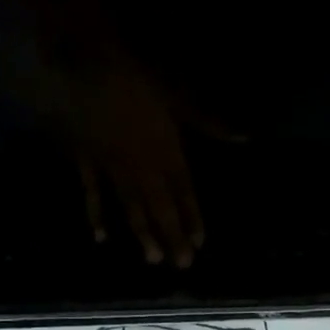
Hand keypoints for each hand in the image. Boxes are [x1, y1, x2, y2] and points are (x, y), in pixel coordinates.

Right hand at [67, 58, 205, 267]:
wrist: (82, 64)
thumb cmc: (136, 77)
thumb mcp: (179, 98)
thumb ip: (211, 123)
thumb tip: (246, 138)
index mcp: (167, 152)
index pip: (184, 192)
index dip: (192, 218)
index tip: (199, 243)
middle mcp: (143, 167)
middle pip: (160, 208)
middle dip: (171, 236)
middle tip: (180, 265)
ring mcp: (113, 168)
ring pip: (131, 207)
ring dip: (143, 234)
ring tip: (152, 260)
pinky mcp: (85, 162)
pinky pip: (92, 193)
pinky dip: (96, 214)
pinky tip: (101, 237)